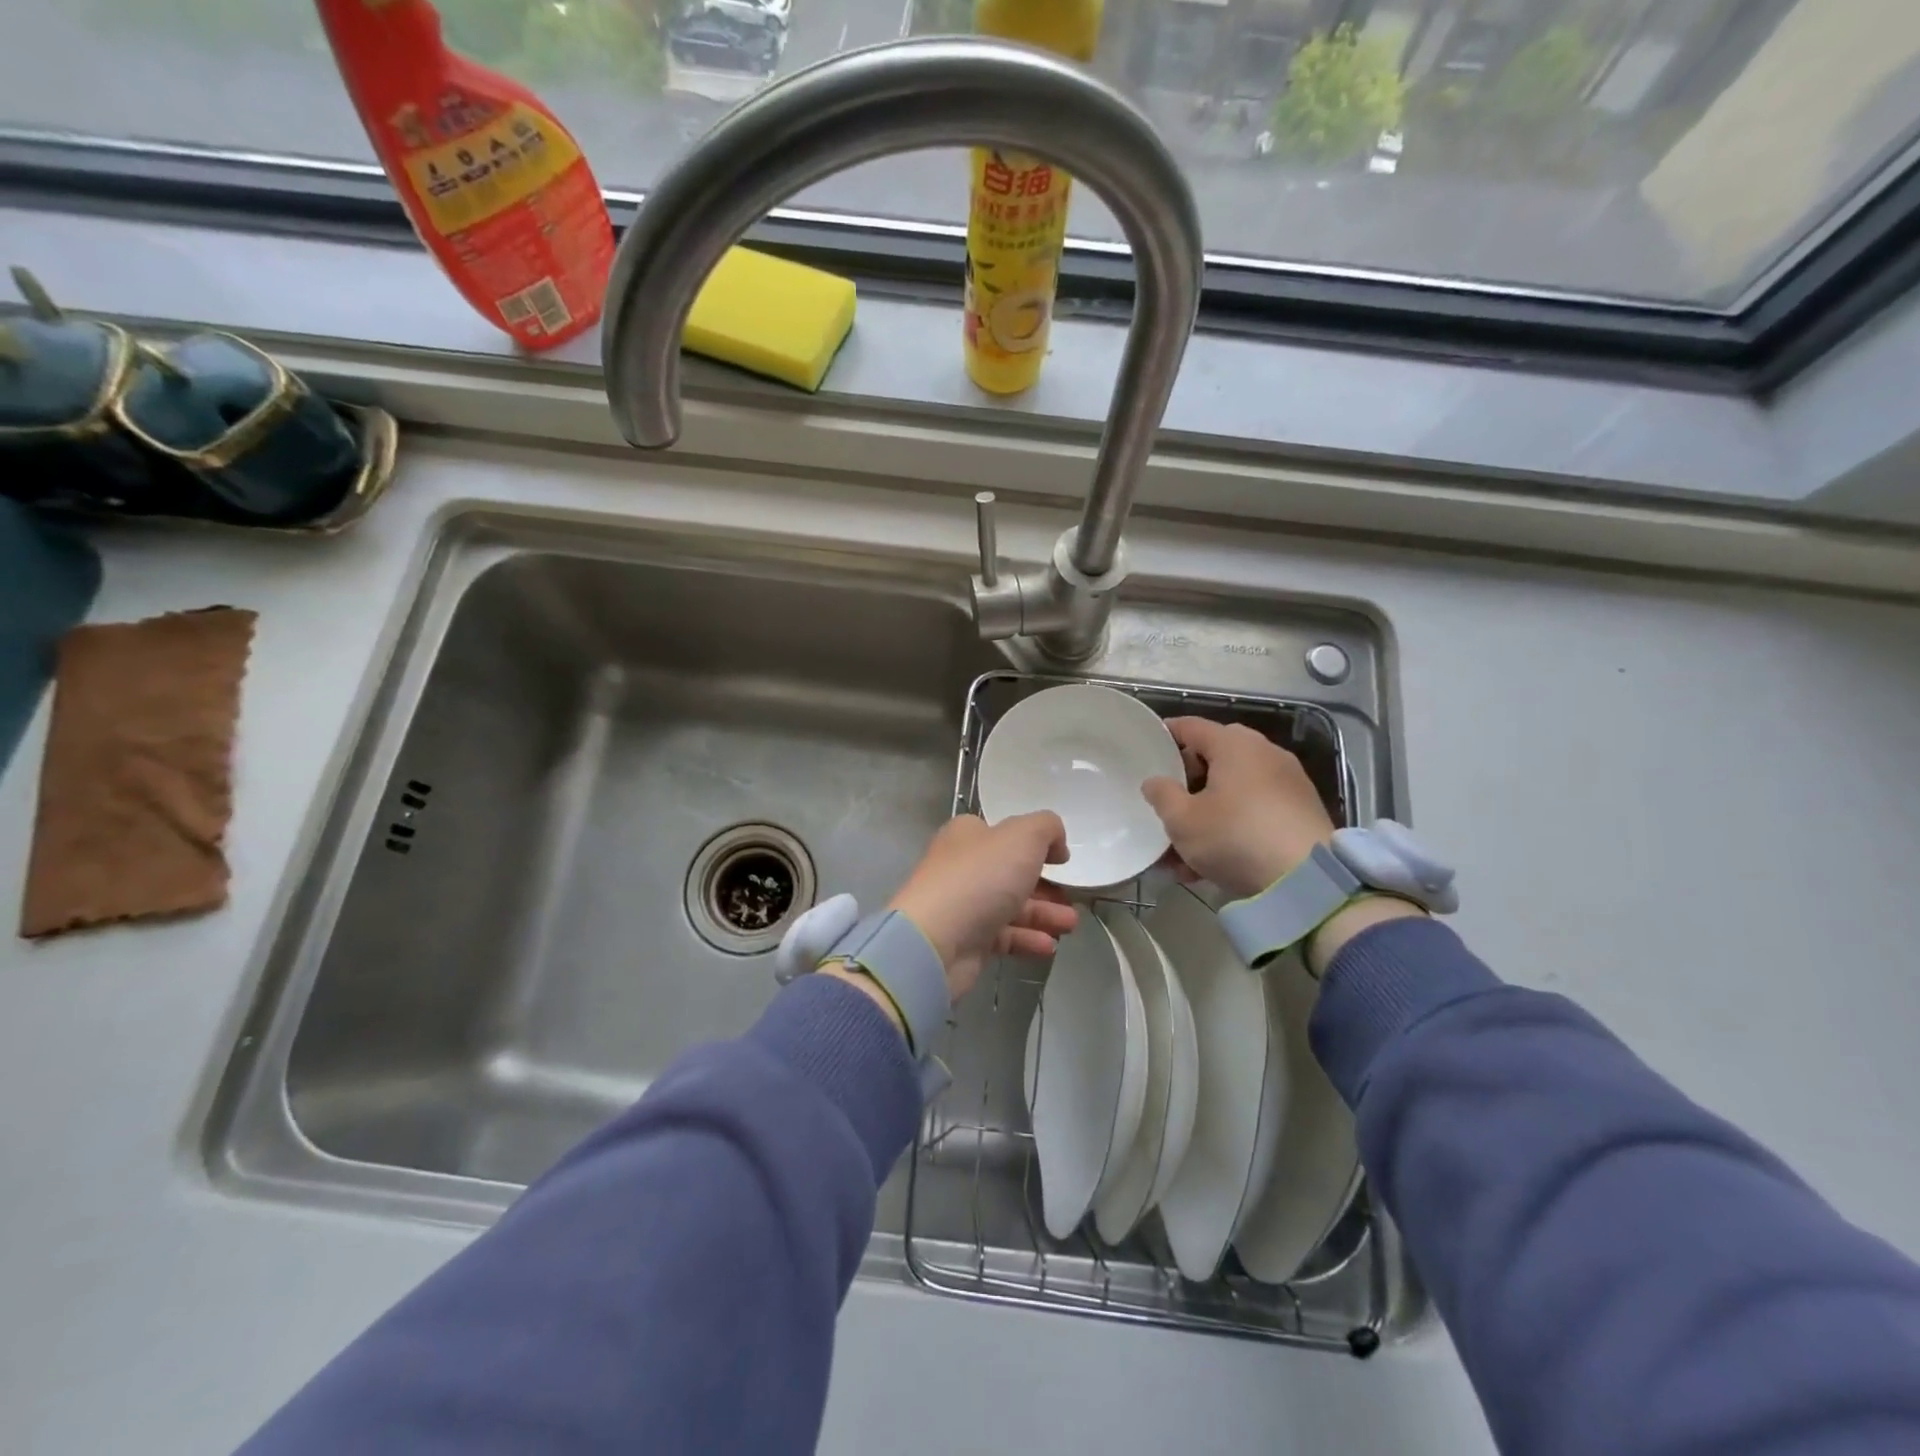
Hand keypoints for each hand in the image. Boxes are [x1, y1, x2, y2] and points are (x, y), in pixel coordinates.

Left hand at [888, 813, 1078, 1000]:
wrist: (936, 940)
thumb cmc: (980, 877)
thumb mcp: (1023, 836)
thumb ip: (1047, 828)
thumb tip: (1056, 844)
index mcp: (968, 835)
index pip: (1004, 833)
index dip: (1035, 843)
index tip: (1062, 859)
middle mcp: (962, 866)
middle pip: (1011, 873)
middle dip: (1046, 886)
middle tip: (1073, 898)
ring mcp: (962, 905)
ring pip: (1011, 906)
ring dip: (1044, 914)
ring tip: (1070, 925)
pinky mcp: (965, 941)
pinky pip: (1003, 936)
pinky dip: (1027, 939)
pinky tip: (1049, 946)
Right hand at [1141, 717, 1336, 899]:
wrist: (1307, 879)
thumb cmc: (1235, 837)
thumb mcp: (1183, 820)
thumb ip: (1161, 795)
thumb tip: (1155, 782)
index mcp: (1233, 744)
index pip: (1191, 726)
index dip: (1165, 736)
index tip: (1146, 750)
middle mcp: (1264, 753)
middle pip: (1214, 758)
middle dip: (1187, 783)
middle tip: (1168, 806)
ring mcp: (1287, 781)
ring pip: (1234, 790)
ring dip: (1207, 813)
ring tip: (1184, 850)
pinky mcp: (1301, 810)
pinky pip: (1255, 809)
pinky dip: (1233, 826)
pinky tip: (1213, 862)